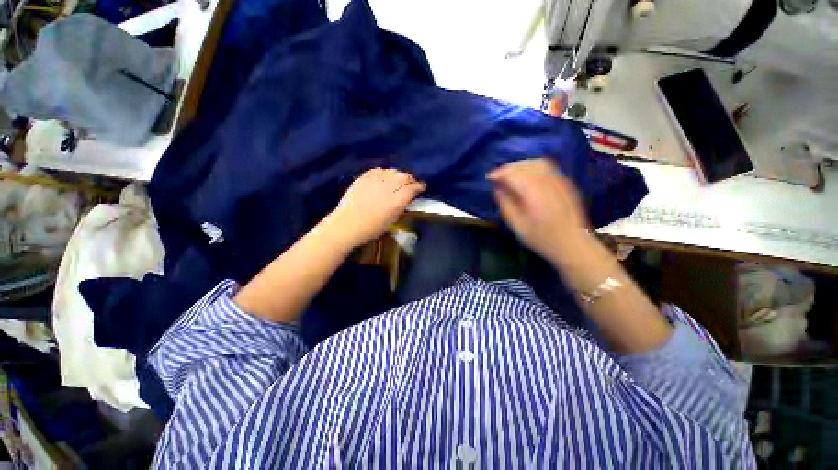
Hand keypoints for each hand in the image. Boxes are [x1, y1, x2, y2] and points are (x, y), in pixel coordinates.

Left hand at [327, 167, 425, 247]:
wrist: (347, 225)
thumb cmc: (372, 228)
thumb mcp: (392, 220)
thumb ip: (401, 206)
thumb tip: (406, 197)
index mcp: (396, 200)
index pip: (412, 187)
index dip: (419, 186)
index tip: (422, 187)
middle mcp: (388, 187)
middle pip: (404, 176)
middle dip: (410, 179)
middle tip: (412, 183)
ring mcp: (374, 180)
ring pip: (392, 171)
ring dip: (398, 174)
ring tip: (399, 179)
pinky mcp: (364, 178)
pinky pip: (378, 170)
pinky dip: (385, 172)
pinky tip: (385, 176)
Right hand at [488, 158, 589, 262]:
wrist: (573, 244)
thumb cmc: (542, 238)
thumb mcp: (517, 225)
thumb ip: (506, 204)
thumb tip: (497, 189)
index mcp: (534, 193)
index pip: (513, 174)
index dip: (499, 173)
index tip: (489, 178)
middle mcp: (548, 182)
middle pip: (525, 165)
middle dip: (508, 168)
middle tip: (497, 176)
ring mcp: (559, 180)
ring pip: (537, 163)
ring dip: (520, 165)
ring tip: (510, 175)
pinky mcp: (565, 183)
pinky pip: (547, 167)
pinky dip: (532, 167)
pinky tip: (527, 176)